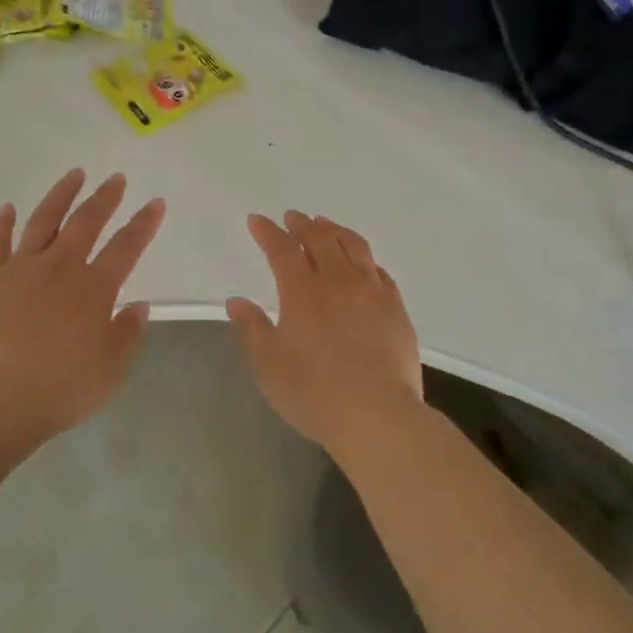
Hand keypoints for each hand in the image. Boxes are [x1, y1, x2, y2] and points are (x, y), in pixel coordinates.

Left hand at [0, 168, 164, 441]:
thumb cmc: (61, 388)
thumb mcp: (110, 369)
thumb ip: (127, 333)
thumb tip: (139, 305)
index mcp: (94, 288)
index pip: (126, 247)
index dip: (144, 224)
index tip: (156, 203)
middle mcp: (60, 267)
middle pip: (86, 222)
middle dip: (105, 198)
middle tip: (116, 178)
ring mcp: (21, 269)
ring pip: (44, 220)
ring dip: (61, 195)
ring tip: (74, 175)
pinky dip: (3, 223)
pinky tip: (9, 208)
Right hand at [227, 212, 423, 453]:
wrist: (378, 416)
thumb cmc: (314, 393)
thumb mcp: (269, 365)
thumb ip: (252, 329)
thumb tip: (237, 301)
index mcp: (302, 292)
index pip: (282, 249)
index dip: (268, 232)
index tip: (258, 220)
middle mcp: (338, 281)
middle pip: (320, 239)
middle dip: (303, 224)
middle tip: (293, 217)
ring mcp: (372, 292)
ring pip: (354, 247)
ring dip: (335, 230)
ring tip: (325, 225)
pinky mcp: (396, 308)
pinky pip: (379, 270)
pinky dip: (364, 257)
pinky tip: (362, 261)